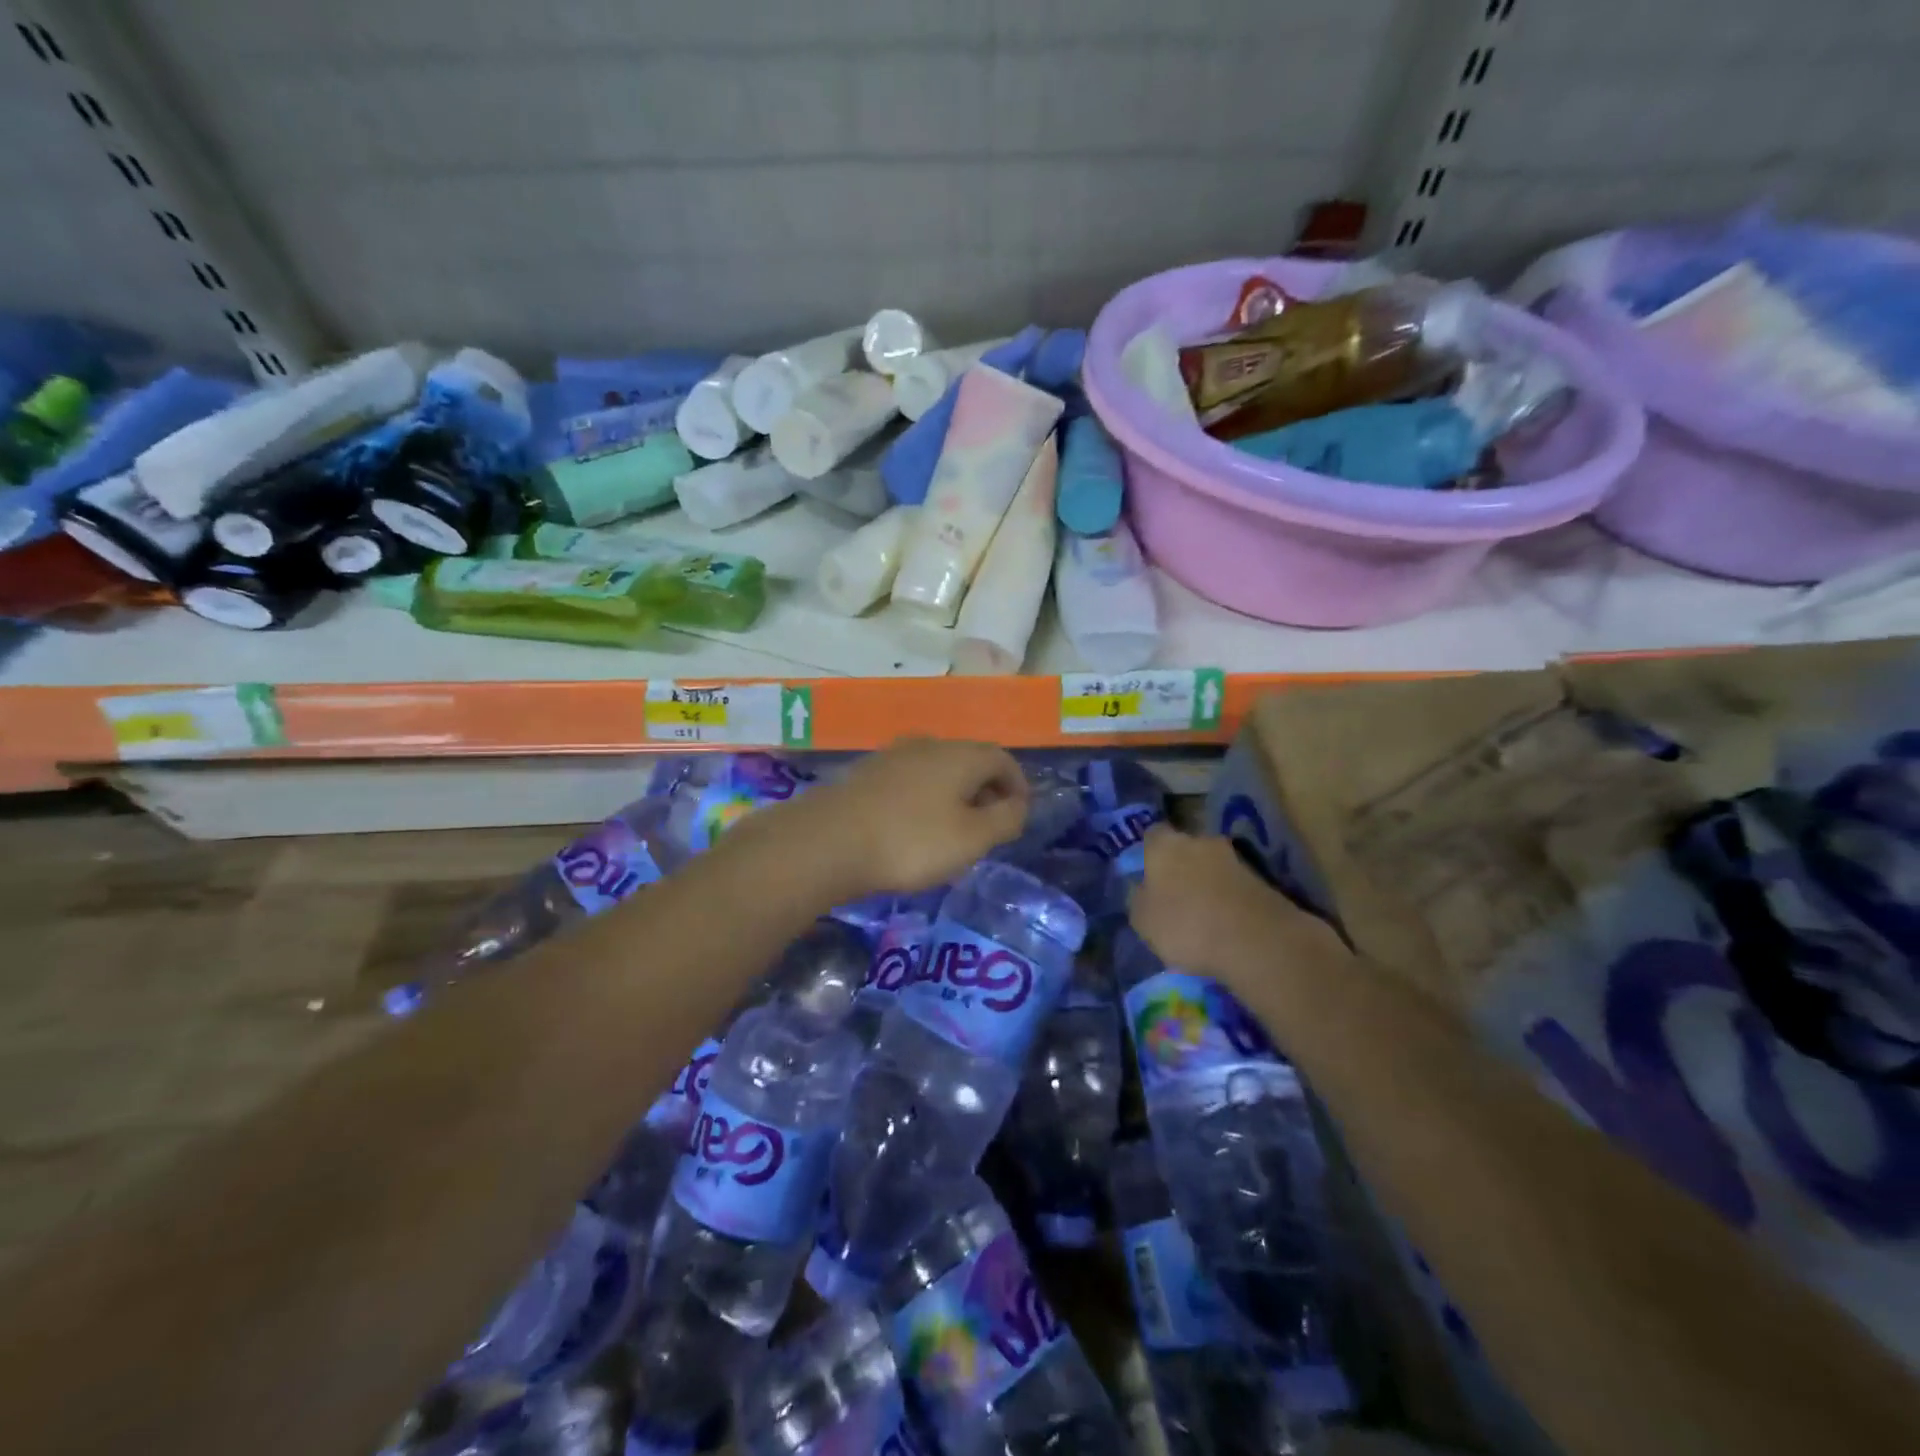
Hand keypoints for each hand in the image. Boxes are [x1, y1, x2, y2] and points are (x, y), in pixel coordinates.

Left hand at [802, 739, 1028, 895]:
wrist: (828, 841)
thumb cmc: (911, 841)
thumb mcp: (972, 838)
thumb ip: (1005, 819)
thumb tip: (1018, 805)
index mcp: (961, 754)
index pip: (1003, 759)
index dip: (1018, 786)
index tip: (1018, 817)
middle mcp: (930, 744)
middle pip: (970, 761)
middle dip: (987, 791)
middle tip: (989, 828)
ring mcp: (894, 755)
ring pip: (938, 770)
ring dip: (954, 796)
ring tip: (952, 831)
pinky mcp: (867, 773)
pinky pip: (911, 781)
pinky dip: (924, 799)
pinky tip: (913, 828)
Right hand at [1127, 824, 1343, 984]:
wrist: (1257, 941)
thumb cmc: (1186, 926)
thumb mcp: (1143, 921)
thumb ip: (1139, 899)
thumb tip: (1142, 889)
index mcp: (1164, 845)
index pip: (1151, 836)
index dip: (1148, 854)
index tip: (1147, 876)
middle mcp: (1199, 841)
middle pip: (1185, 848)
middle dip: (1180, 867)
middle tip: (1174, 896)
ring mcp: (1234, 858)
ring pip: (1211, 866)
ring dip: (1206, 883)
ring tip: (1202, 915)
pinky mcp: (1261, 879)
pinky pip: (1233, 885)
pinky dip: (1227, 899)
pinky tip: (1225, 923)